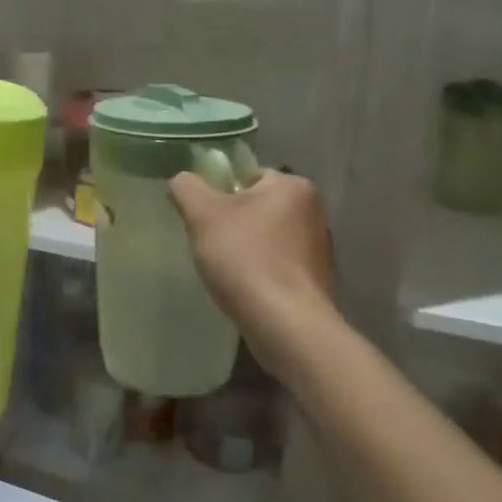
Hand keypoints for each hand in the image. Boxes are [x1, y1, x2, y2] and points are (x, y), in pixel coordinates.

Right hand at [168, 169, 335, 377]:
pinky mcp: (316, 281)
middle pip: (256, 206)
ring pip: (266, 237)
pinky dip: (259, 271)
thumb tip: (182, 180)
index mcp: (294, 186)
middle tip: (209, 242)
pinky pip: (277, 265)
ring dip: (245, 248)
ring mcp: (319, 249)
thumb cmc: (245, 258)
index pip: (248, 175)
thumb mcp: (203, 214)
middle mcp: (314, 212)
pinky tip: (244, 288)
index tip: (203, 217)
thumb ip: (187, 187)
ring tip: (225, 270)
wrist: (285, 325)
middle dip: (231, 223)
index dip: (219, 193)